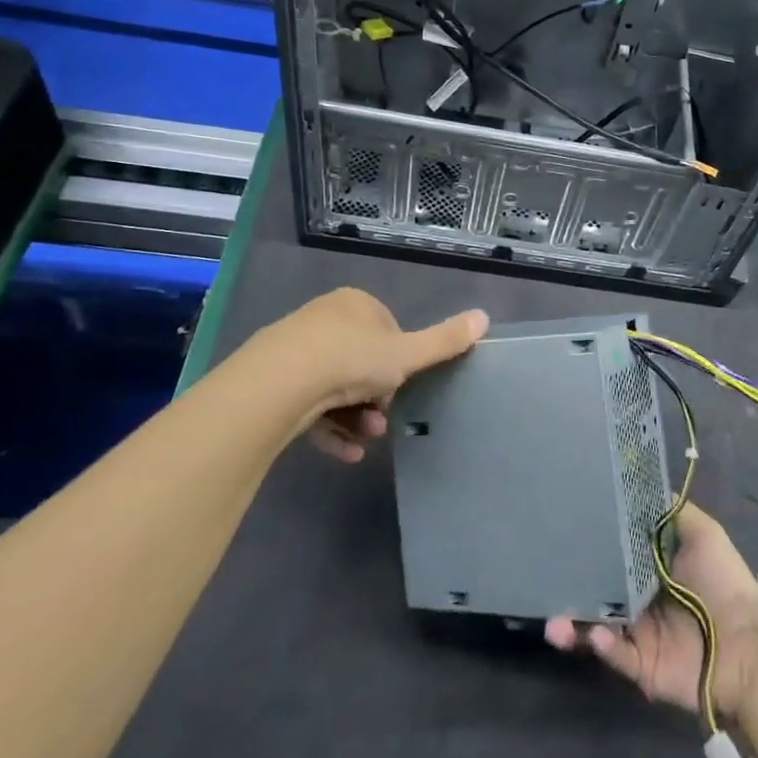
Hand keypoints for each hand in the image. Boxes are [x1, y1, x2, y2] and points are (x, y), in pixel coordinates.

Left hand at [223, 288, 486, 461]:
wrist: (279, 385)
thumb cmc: (351, 360)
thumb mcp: (407, 354)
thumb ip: (444, 341)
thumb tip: (484, 316)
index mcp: (355, 303)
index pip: (387, 330)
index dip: (399, 361)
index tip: (403, 386)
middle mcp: (323, 319)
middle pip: (360, 361)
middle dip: (377, 396)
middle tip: (384, 421)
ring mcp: (294, 350)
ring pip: (335, 387)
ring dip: (356, 417)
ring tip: (366, 441)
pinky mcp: (273, 381)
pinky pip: (309, 406)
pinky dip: (330, 430)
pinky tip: (346, 454)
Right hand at [545, 502, 757, 722]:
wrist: (751, 645)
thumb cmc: (725, 584)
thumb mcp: (704, 535)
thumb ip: (673, 512)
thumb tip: (643, 486)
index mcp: (652, 572)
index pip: (613, 556)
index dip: (591, 546)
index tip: (564, 529)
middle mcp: (640, 602)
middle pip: (597, 593)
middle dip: (571, 588)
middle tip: (544, 579)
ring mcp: (639, 636)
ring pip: (596, 627)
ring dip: (573, 624)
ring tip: (554, 623)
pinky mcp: (642, 667)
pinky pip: (616, 655)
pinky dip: (602, 645)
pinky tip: (595, 635)